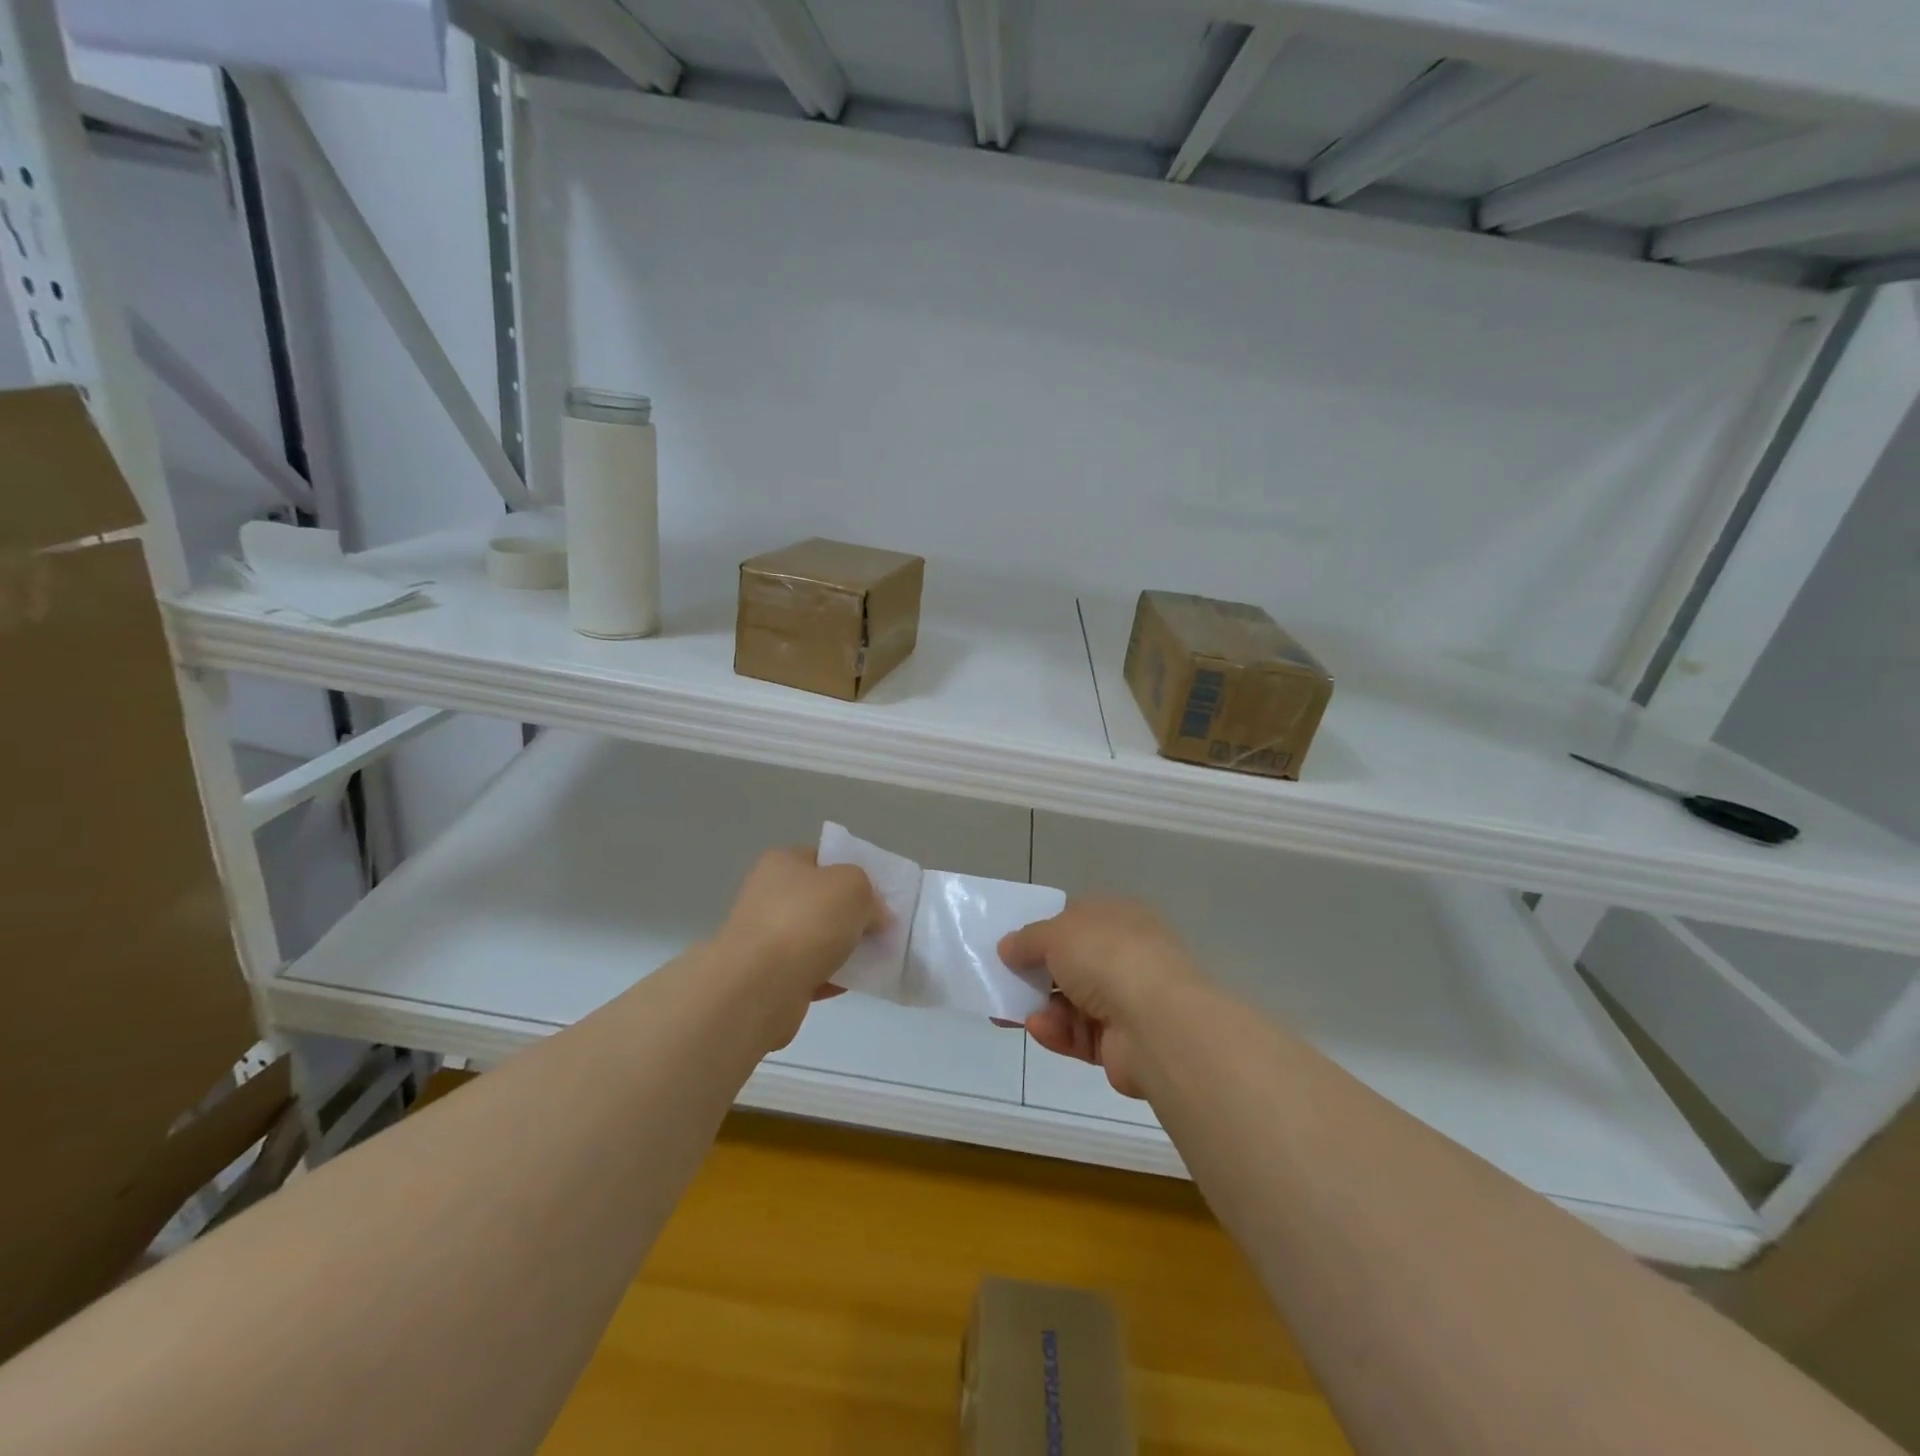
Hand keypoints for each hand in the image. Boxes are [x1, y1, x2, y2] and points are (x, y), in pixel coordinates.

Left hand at [713, 847, 882, 1047]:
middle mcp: (768, 895)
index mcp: (782, 863)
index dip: (853, 872)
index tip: (877, 894)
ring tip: (873, 959)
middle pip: (821, 900)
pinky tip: (853, 983)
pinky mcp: (767, 977)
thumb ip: (870, 893)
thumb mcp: (853, 886)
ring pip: (816, 938)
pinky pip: (810, 971)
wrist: (759, 987)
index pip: (822, 858)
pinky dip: (831, 977)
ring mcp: (764, 938)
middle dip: (851, 915)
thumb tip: (874, 915)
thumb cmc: (806, 920)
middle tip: (881, 928)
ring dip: (843, 948)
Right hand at [998, 899, 1200, 1099]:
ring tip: (1007, 1012)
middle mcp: (1126, 955)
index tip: (1013, 945)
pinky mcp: (1121, 1043)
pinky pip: (1079, 1034)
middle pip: (1071, 964)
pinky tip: (1038, 1028)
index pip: (1077, 920)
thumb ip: (1027, 940)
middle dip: (1035, 974)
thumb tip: (1007, 947)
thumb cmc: (1106, 957)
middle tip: (1000, 982)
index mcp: (1119, 918)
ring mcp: (1127, 1000)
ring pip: (1071, 1002)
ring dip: (1039, 1006)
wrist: (1156, 1022)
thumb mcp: (1056, 933)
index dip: (1044, 931)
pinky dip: (1056, 1032)